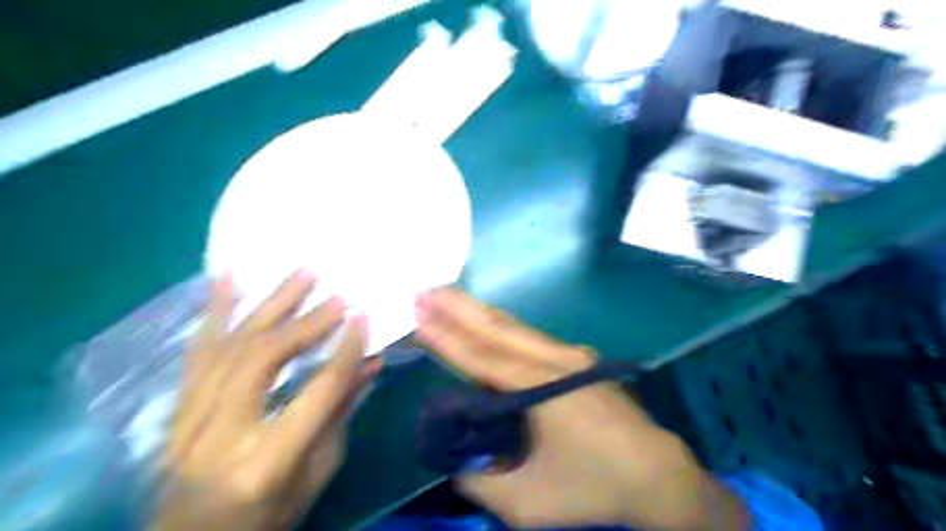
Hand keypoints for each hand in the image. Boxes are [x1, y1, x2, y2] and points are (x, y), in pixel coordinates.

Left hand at [151, 273, 379, 530]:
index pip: (317, 392)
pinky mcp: (179, 406)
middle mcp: (223, 431)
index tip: (365, 319)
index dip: (345, 352)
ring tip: (303, 274)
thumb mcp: (316, 473)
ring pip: (233, 344)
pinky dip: (216, 310)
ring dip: (272, 304)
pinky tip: (228, 278)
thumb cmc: (265, 514)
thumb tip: (369, 364)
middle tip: (337, 297)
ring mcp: (192, 416)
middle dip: (307, 322)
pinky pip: (199, 349)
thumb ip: (340, 413)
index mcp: (267, 459)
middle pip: (266, 359)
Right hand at [416, 291, 747, 529]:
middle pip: (495, 328)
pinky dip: (499, 323)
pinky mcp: (576, 358)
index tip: (418, 315)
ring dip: (476, 310)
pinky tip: (484, 318)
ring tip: (446, 294)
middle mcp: (551, 361)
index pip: (480, 357)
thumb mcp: (529, 502)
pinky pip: (528, 335)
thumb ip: (483, 483)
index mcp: (537, 390)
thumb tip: (456, 464)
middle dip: (456, 307)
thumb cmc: (593, 486)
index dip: (446, 337)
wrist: (656, 473)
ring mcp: (567, 355)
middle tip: (424, 289)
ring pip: (513, 325)